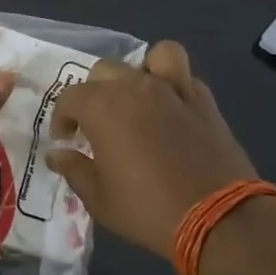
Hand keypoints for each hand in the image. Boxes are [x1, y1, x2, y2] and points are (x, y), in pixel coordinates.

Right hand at [46, 41, 260, 259]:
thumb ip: (74, 170)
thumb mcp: (99, 198)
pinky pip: (185, 77)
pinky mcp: (205, 102)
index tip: (66, 139)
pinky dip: (174, 85)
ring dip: (141, 71)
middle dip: (94, 93)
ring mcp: (174, 90)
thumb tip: (56, 155)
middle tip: (96, 123)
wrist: (218, 218)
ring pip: (154, 56)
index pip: (70, 97)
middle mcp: (137, 87)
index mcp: (104, 107)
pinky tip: (170, 110)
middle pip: (106, 71)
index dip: (62, 117)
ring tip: (138, 97)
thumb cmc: (148, 208)